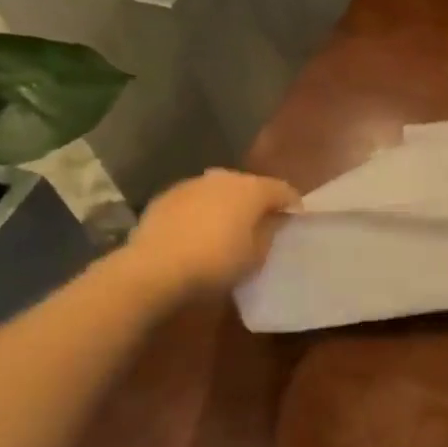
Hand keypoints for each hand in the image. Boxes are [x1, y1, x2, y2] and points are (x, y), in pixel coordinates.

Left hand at [127, 168, 301, 293]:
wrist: (153, 269)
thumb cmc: (215, 263)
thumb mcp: (255, 257)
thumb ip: (270, 233)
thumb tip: (273, 220)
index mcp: (253, 189)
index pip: (283, 190)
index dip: (292, 204)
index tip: (294, 219)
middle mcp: (225, 177)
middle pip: (251, 186)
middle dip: (258, 202)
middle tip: (260, 224)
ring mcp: (193, 184)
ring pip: (220, 190)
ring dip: (227, 204)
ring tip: (226, 227)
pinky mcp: (167, 196)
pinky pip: (195, 200)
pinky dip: (201, 210)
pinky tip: (196, 231)